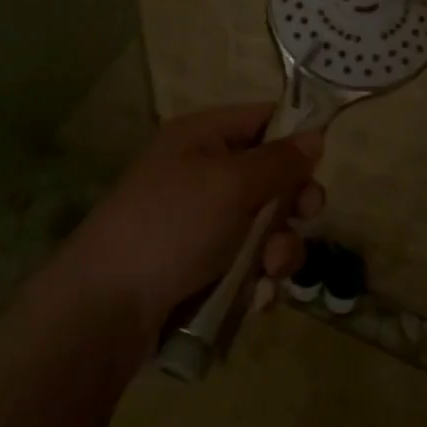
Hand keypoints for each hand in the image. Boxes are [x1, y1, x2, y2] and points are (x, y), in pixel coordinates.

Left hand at [65, 104, 325, 335]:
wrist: (106, 308)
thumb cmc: (172, 226)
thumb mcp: (231, 185)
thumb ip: (279, 161)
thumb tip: (314, 135)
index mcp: (203, 137)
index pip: (263, 119)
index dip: (295, 137)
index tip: (320, 165)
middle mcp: (203, 173)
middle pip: (271, 176)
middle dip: (292, 204)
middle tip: (303, 219)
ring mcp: (202, 222)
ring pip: (265, 226)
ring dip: (278, 250)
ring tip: (268, 273)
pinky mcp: (202, 266)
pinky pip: (248, 263)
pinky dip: (257, 279)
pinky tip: (254, 299)